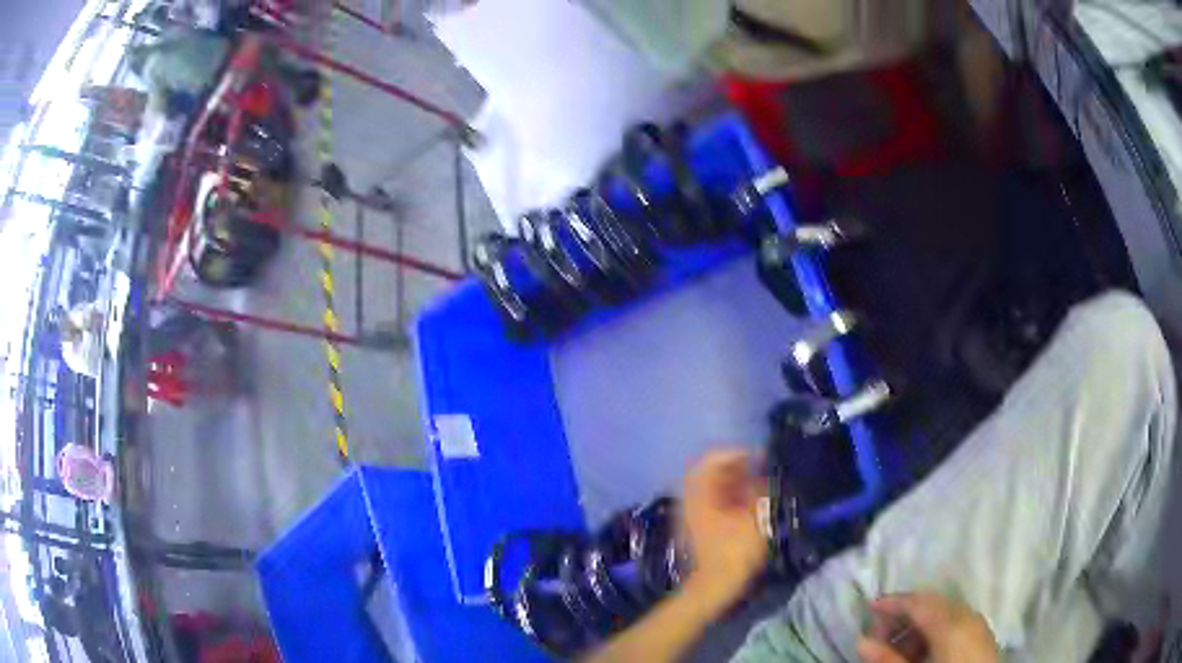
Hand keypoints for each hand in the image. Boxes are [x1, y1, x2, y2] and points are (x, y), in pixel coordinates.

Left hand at [680, 450, 768, 610]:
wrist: (713, 588)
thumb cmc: (734, 552)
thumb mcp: (754, 518)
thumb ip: (757, 490)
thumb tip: (761, 473)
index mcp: (698, 493)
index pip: (712, 458)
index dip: (737, 453)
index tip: (759, 457)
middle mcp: (689, 499)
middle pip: (709, 471)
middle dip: (735, 466)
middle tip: (759, 469)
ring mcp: (689, 514)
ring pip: (710, 488)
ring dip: (732, 482)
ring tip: (757, 485)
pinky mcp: (695, 528)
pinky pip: (710, 502)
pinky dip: (728, 497)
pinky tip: (745, 504)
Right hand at [858, 593, 998, 662]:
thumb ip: (888, 658)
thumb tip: (862, 641)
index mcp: (951, 622)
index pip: (918, 601)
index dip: (893, 602)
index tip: (870, 605)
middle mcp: (967, 615)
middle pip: (932, 604)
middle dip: (904, 615)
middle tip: (879, 633)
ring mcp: (978, 624)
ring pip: (944, 614)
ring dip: (918, 626)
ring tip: (897, 647)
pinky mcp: (982, 635)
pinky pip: (956, 623)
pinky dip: (935, 631)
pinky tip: (921, 649)